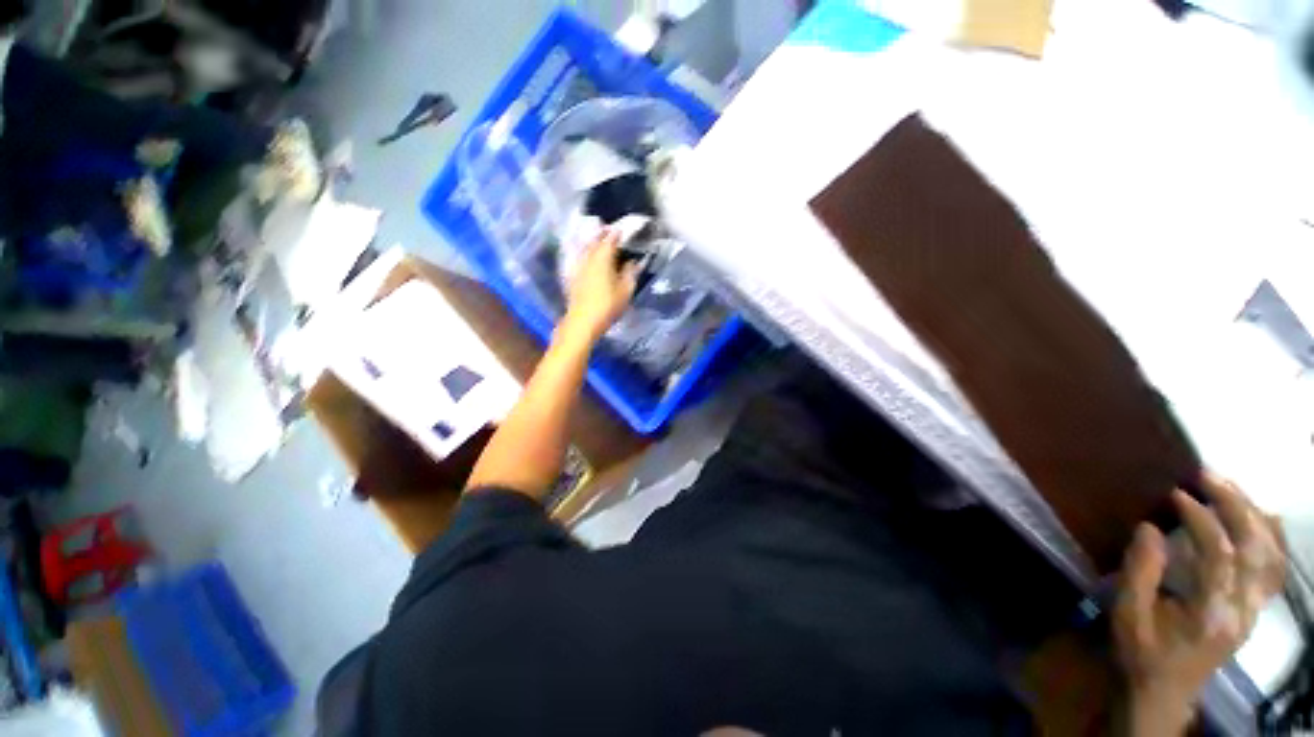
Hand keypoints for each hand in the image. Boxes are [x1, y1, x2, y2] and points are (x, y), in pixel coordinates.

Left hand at [560, 230, 639, 344]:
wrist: (583, 321)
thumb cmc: (608, 305)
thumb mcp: (625, 290)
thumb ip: (630, 273)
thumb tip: (633, 262)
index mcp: (603, 258)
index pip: (610, 239)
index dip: (617, 233)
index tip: (622, 229)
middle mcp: (589, 258)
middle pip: (595, 241)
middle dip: (602, 234)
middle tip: (610, 231)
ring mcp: (578, 267)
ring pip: (586, 249)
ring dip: (592, 243)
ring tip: (599, 242)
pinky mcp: (572, 277)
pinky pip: (580, 259)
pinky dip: (586, 254)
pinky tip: (588, 258)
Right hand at [1114, 472, 1286, 733]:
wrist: (1163, 693)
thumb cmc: (1141, 654)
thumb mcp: (1128, 616)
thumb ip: (1140, 572)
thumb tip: (1150, 527)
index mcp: (1212, 614)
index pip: (1221, 556)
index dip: (1202, 520)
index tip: (1176, 494)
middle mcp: (1243, 609)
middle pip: (1254, 549)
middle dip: (1234, 507)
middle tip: (1207, 476)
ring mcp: (1254, 610)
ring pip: (1270, 555)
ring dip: (1253, 516)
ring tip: (1230, 487)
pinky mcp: (1254, 609)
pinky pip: (1274, 569)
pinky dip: (1273, 538)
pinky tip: (1264, 517)